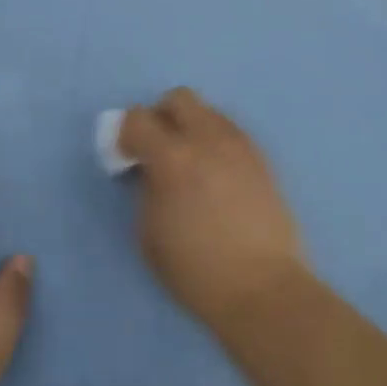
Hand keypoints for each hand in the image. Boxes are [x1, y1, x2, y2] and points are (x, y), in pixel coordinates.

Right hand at [117, 88, 309, 329]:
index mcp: (172, 157)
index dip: (125, 135)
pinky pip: (231, 132)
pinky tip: (215, 175)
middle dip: (161, 117)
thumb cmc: (195, 268)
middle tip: (157, 149)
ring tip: (190, 163)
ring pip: (208, 111)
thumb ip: (145, 188)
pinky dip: (215, 141)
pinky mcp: (262, 158)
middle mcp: (208, 139)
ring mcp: (240, 145)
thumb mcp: (148, 232)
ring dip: (191, 127)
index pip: (137, 118)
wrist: (262, 287)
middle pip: (178, 98)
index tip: (126, 159)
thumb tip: (150, 169)